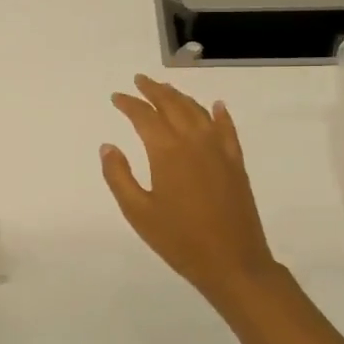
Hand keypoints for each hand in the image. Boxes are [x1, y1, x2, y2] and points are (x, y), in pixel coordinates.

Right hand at [102, 75, 279, 312]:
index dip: (129, 104)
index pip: (144, 116)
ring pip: (198, 112)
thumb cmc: (179, 240)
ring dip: (180, 97)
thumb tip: (108, 146)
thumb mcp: (138, 212)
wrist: (233, 262)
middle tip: (139, 81)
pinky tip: (216, 106)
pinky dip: (220, 114)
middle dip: (154, 91)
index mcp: (167, 151)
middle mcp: (194, 141)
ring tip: (166, 90)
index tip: (117, 97)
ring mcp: (219, 150)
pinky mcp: (236, 163)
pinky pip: (227, 129)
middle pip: (172, 105)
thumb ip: (119, 176)